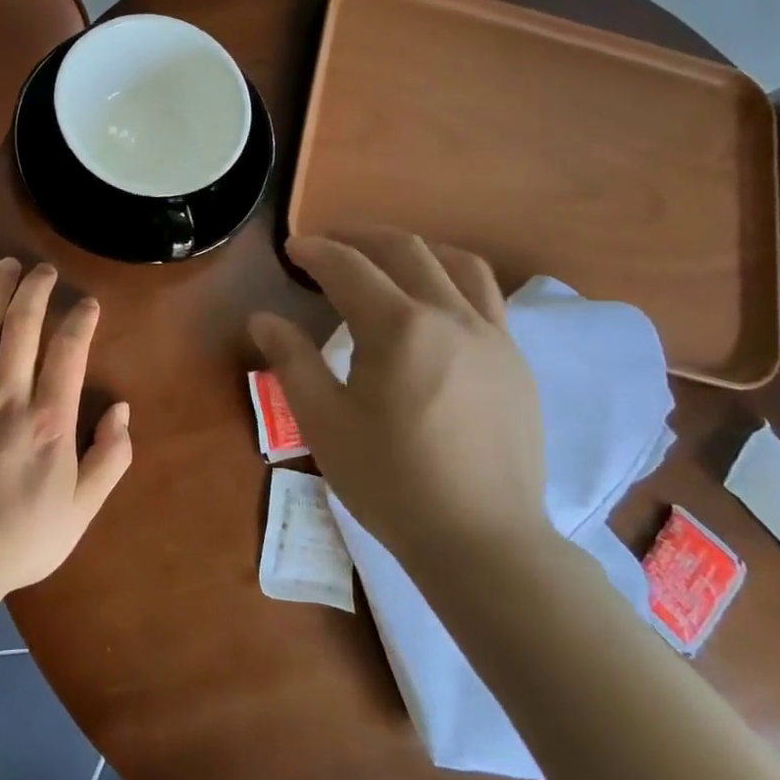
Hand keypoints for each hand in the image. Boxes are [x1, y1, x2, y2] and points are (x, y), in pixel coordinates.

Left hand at [0, 259, 133, 596]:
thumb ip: (110, 457)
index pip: (68, 350)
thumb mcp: (83, 508)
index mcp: (48, 421)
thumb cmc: (23, 537)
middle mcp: (6, 398)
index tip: (87, 304)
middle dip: (35, 288)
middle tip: (43, 269)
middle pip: (22, 324)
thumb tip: (122, 409)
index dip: (80, 318)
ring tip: (6, 265)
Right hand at [248, 232, 547, 565]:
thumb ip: (292, 361)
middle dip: (362, 237)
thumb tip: (262, 318)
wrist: (482, 541)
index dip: (316, 251)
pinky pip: (488, 298)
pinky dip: (454, 281)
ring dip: (417, 250)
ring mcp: (495, 337)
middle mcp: (452, 316)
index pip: (349, 268)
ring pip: (459, 264)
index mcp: (399, 328)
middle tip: (330, 244)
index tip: (292, 247)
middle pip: (407, 250)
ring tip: (389, 260)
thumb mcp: (324, 423)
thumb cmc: (390, 482)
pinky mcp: (517, 363)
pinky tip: (437, 308)